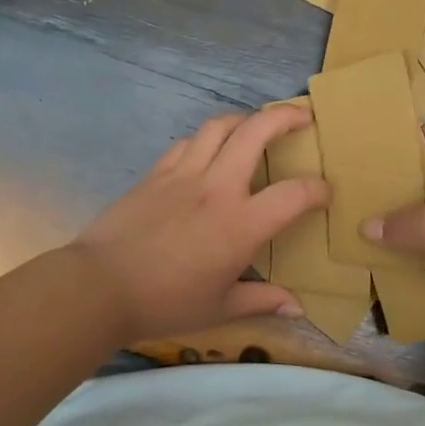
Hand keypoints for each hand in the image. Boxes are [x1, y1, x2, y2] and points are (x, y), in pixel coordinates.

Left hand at [69, 107, 329, 341]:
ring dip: (244, 119)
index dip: (318, 190)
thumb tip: (298, 307)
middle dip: (285, 116)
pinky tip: (209, 151)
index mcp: (241, 224)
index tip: (325, 194)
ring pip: (219, 125)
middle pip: (256, 132)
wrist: (99, 286)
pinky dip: (207, 139)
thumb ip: (262, 300)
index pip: (294, 194)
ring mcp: (184, 174)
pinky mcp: (156, 172)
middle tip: (302, 116)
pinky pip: (188, 142)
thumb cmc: (165, 302)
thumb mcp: (220, 309)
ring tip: (256, 126)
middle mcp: (217, 187)